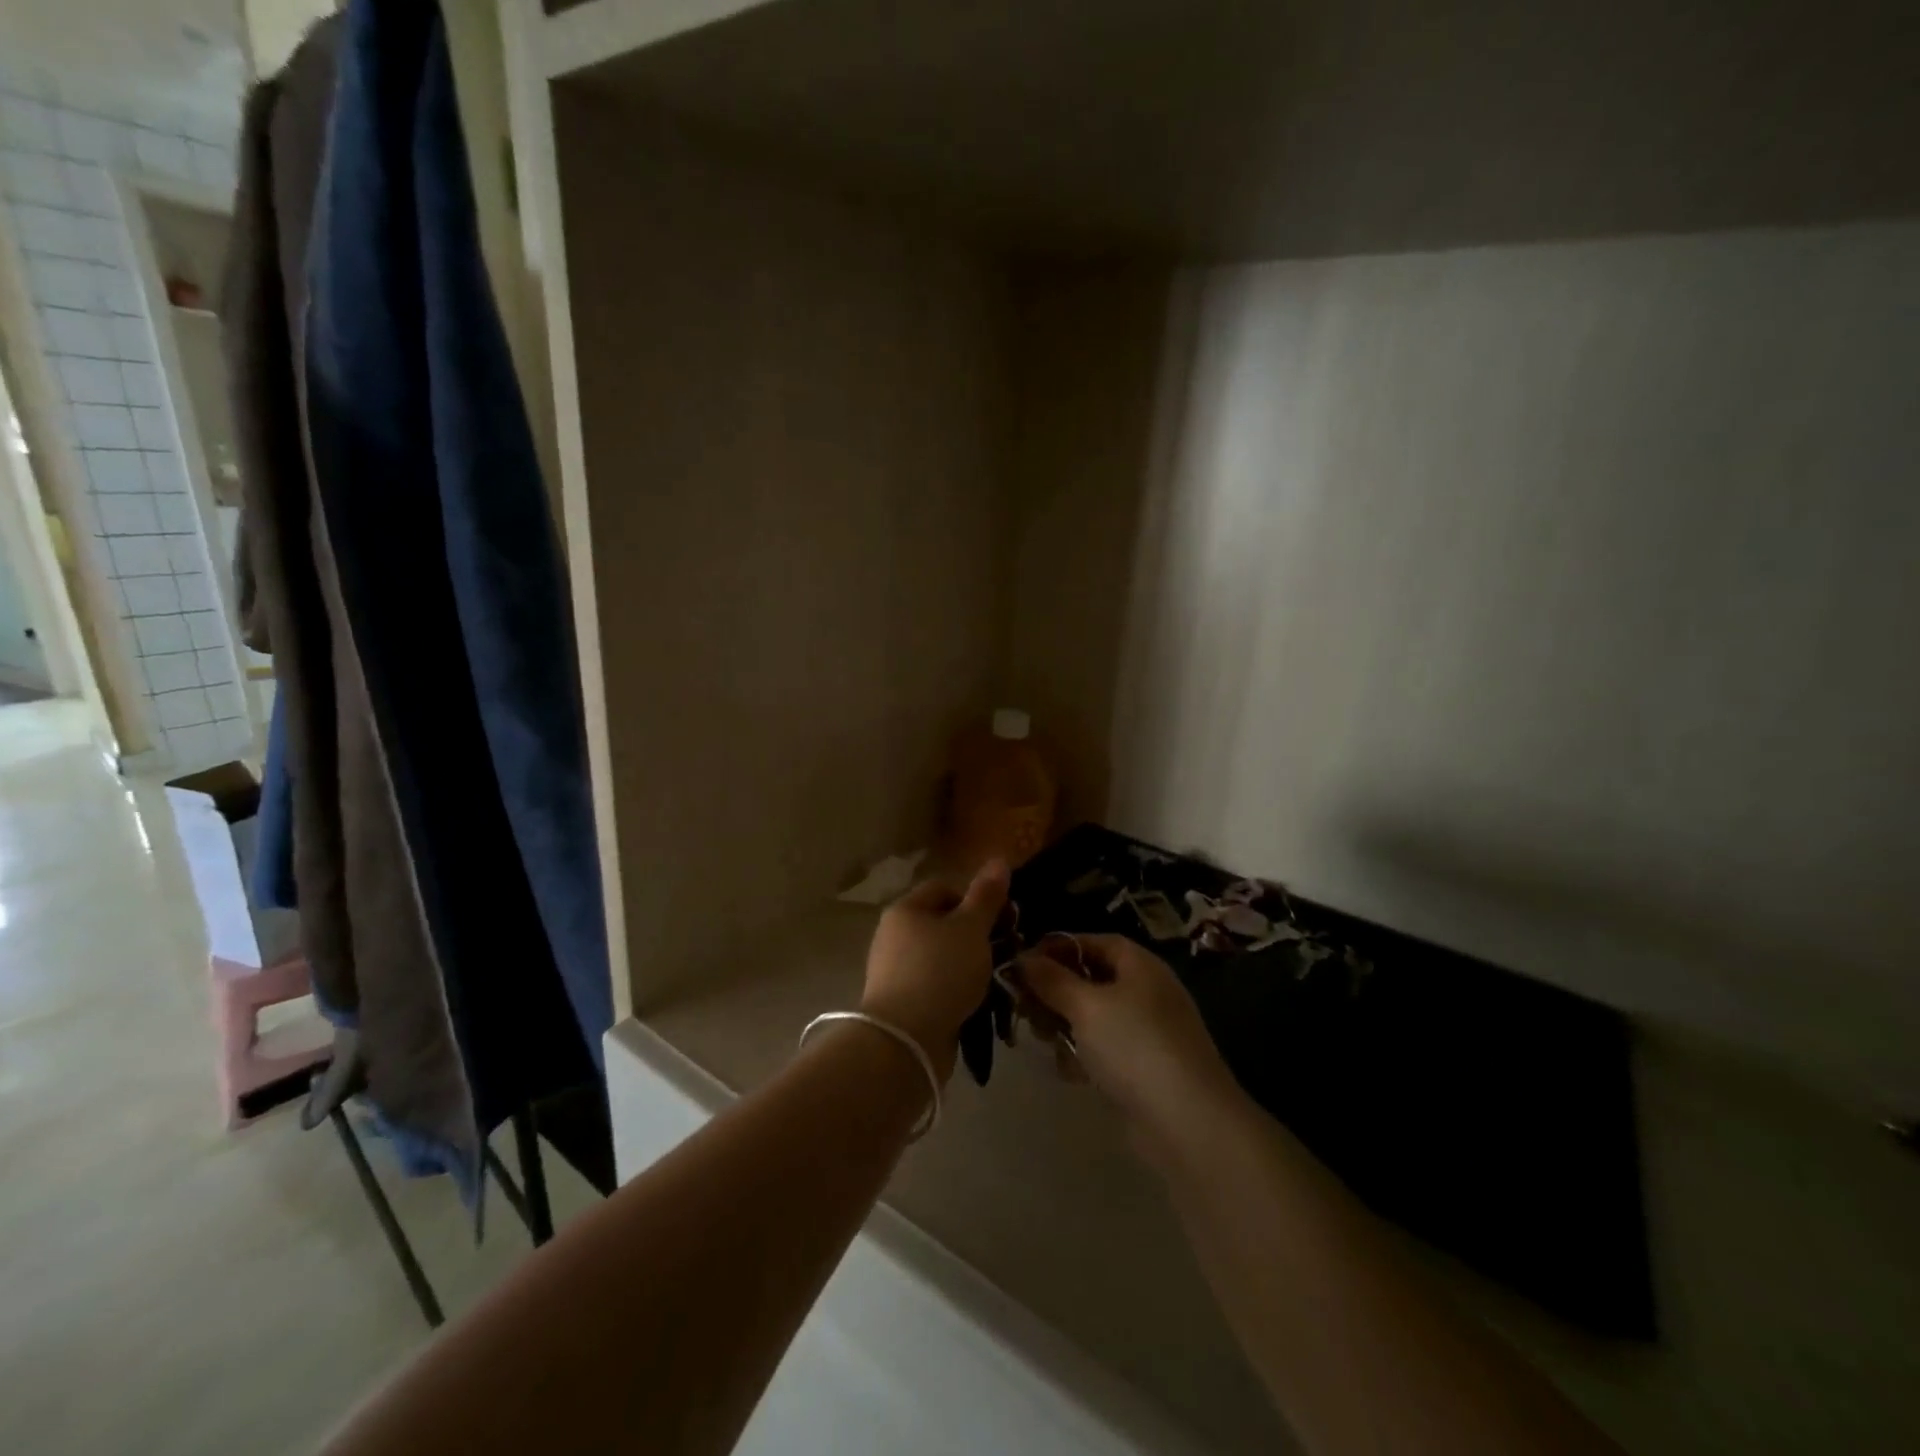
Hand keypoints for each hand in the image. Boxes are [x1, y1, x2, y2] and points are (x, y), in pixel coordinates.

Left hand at [860, 859, 1008, 1082]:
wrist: (905, 1042)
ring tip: (997, 977)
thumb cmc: (940, 972)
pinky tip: (978, 1001)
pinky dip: (957, 989)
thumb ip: (986, 896)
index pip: (945, 888)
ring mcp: (896, 971)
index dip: (976, 899)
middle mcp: (894, 935)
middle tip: (1007, 948)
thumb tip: (999, 859)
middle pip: (944, 923)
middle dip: (978, 934)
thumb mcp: (971, 929)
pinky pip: (937, 985)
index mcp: (905, 909)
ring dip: (971, 964)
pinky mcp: (903, 1003)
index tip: (1004, 919)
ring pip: (943, 956)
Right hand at [1018, 934, 1243, 1156]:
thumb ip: (1051, 979)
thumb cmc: (1134, 1046)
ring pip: (1093, 1016)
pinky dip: (1083, 1054)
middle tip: (1023, 1007)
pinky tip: (1069, 1071)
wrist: (1187, 1123)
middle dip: (1055, 991)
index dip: (1056, 948)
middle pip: (1090, 979)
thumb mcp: (1086, 1006)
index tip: (1022, 965)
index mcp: (1139, 965)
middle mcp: (1145, 991)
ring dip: (1064, 1024)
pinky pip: (1103, 1048)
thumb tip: (1022, 959)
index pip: (1092, 942)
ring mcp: (1147, 1031)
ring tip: (1042, 1039)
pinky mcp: (1143, 1068)